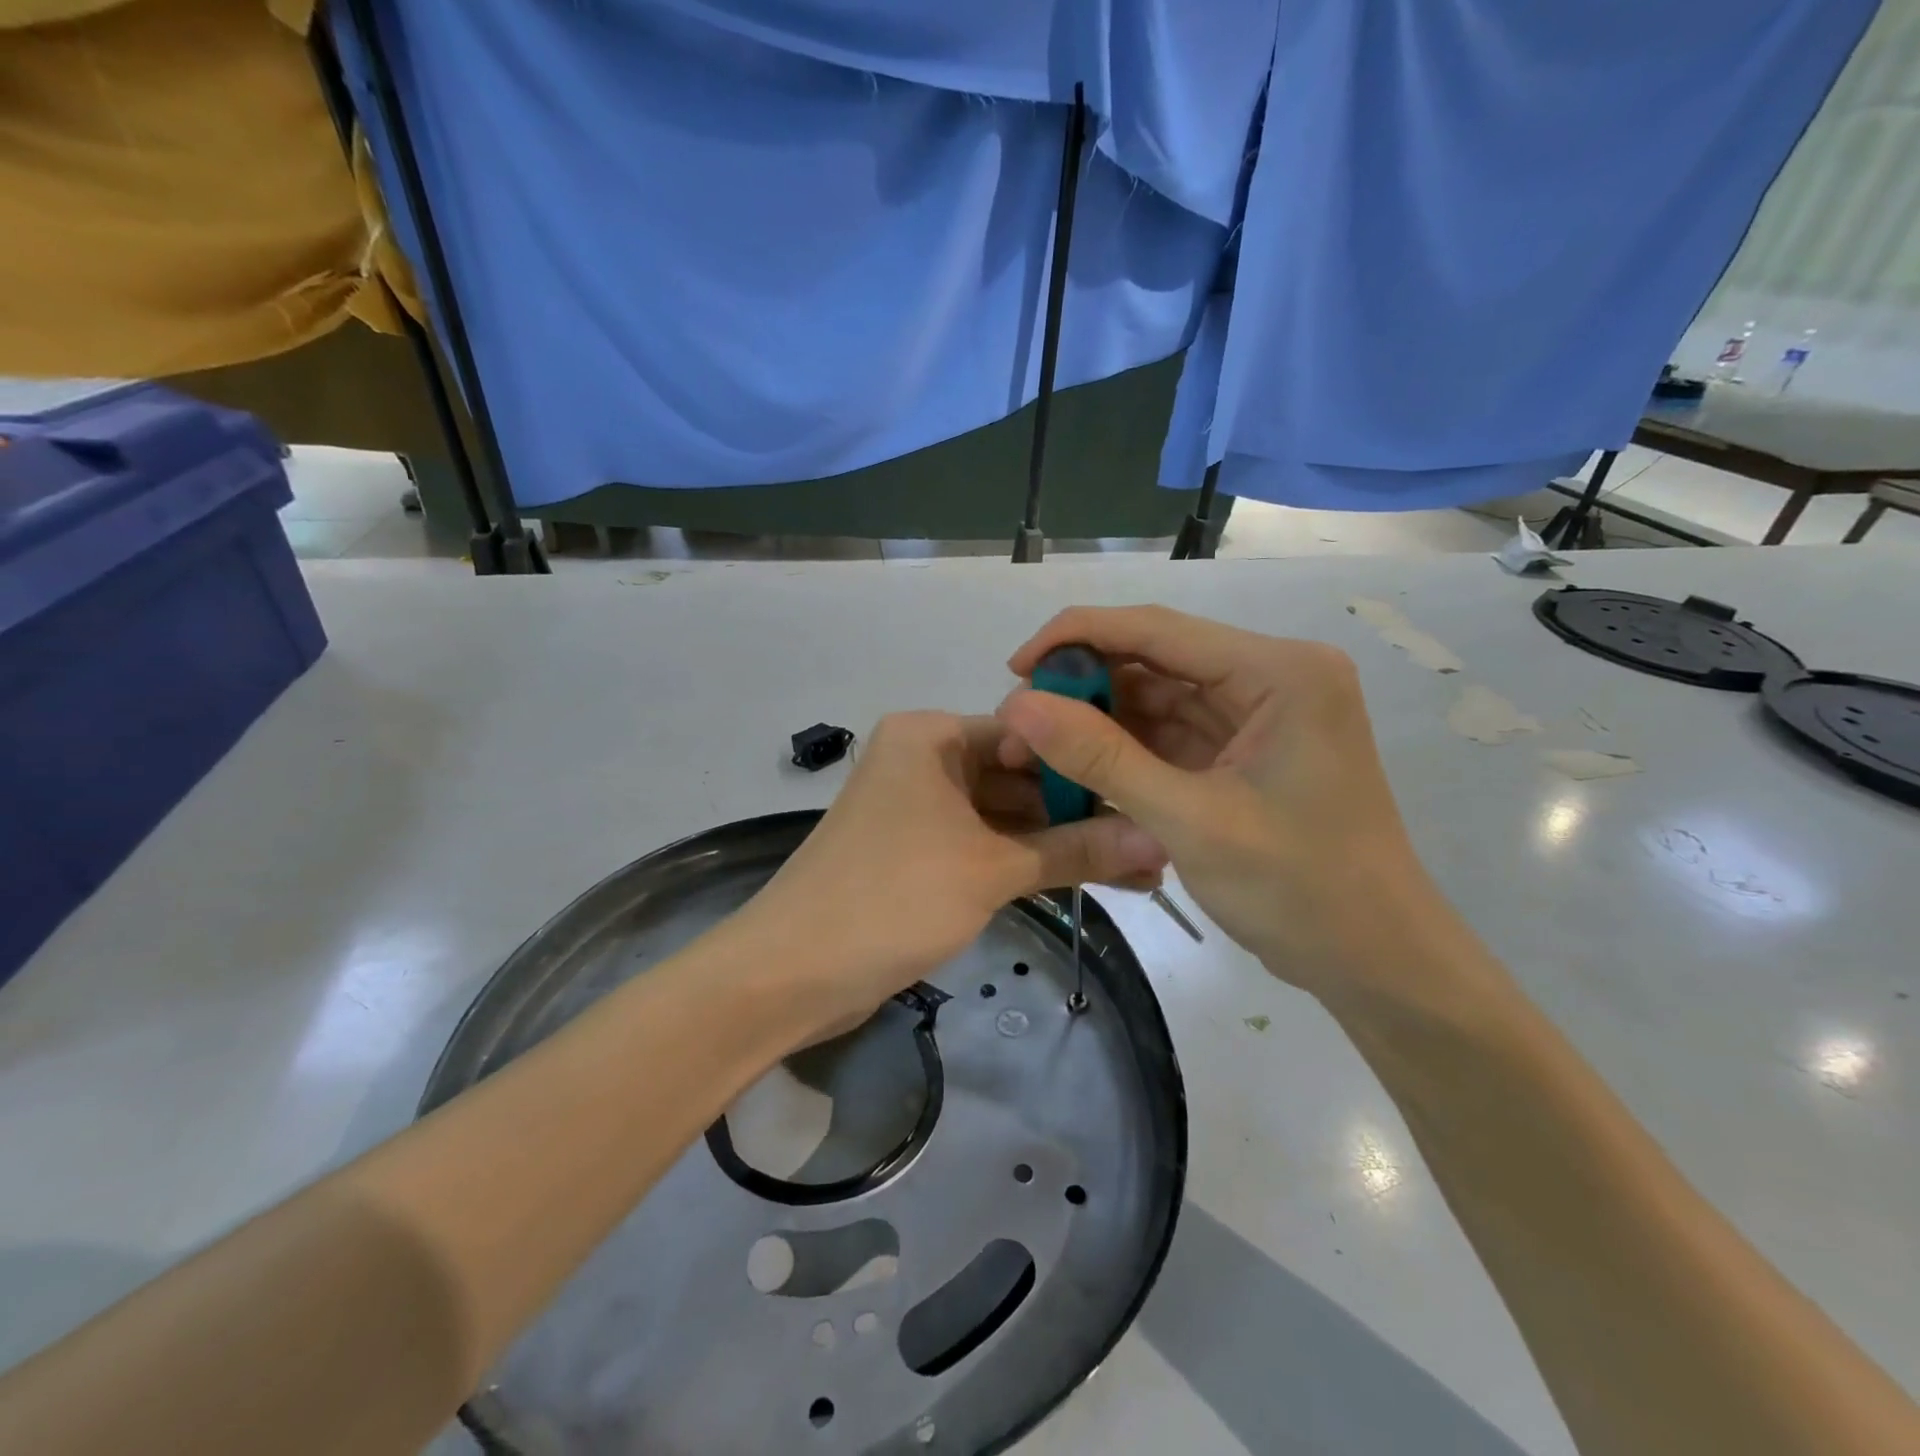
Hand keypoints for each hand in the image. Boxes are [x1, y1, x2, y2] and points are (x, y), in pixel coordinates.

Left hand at [738, 711, 1167, 1039]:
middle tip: (1153, 839)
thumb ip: (1076, 851)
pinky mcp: (915, 852)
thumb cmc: (891, 898)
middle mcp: (922, 760)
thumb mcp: (991, 870)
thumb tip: (1160, 841)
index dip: (1086, 763)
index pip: (1028, 733)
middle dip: (1079, 812)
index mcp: (930, 735)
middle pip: (1017, 776)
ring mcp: (917, 808)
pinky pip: (982, 845)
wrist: (789, 974)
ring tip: (1137, 868)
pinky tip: (1083, 879)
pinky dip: (1023, 861)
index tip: (1146, 791)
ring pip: (1003, 816)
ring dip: (1058, 842)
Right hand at [1000, 606, 1458, 999]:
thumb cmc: (1300, 890)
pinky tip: (1078, 766)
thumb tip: (1018, 705)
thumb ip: (1101, 758)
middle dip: (1085, 686)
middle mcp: (1271, 678)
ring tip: (1037, 747)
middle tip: (1020, 720)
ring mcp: (1259, 716)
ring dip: (1099, 720)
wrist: (1376, 964)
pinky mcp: (1245, 753)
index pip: (1159, 629)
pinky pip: (1172, 736)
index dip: (1077, 637)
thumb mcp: (1190, 821)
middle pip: (1157, 659)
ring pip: (1159, 699)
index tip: (1014, 668)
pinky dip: (1125, 750)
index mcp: (1279, 672)